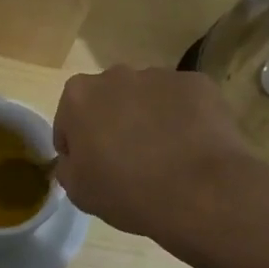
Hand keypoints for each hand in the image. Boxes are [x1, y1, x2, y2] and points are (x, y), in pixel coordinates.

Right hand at [52, 66, 268, 243]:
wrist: (200, 192)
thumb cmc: (128, 191)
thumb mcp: (79, 191)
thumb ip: (68, 167)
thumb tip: (74, 160)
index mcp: (79, 96)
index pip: (69, 119)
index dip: (77, 145)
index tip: (91, 167)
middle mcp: (115, 75)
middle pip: (108, 99)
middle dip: (113, 122)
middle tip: (128, 159)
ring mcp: (159, 76)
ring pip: (147, 97)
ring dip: (149, 117)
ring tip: (166, 155)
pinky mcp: (197, 84)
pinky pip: (183, 101)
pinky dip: (184, 118)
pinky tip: (192, 147)